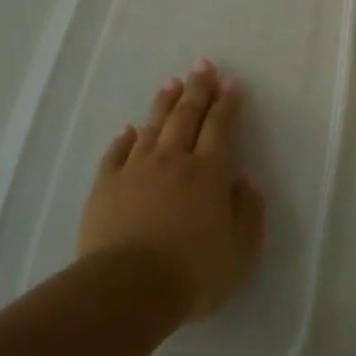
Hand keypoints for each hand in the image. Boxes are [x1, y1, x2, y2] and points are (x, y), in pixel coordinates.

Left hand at [78, 61, 266, 321]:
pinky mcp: (106, 187)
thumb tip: (245, 179)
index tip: (231, 83)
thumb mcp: (242, 249)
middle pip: (186, 116)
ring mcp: (136, 171)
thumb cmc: (194, 271)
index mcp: (209, 172)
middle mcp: (173, 161)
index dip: (228, 104)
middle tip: (203, 66)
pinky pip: (116, 154)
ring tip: (171, 83)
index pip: (221, 127)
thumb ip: (250, 210)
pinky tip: (129, 130)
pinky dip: (125, 139)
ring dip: (164, 104)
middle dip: (198, 89)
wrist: (129, 289)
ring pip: (152, 127)